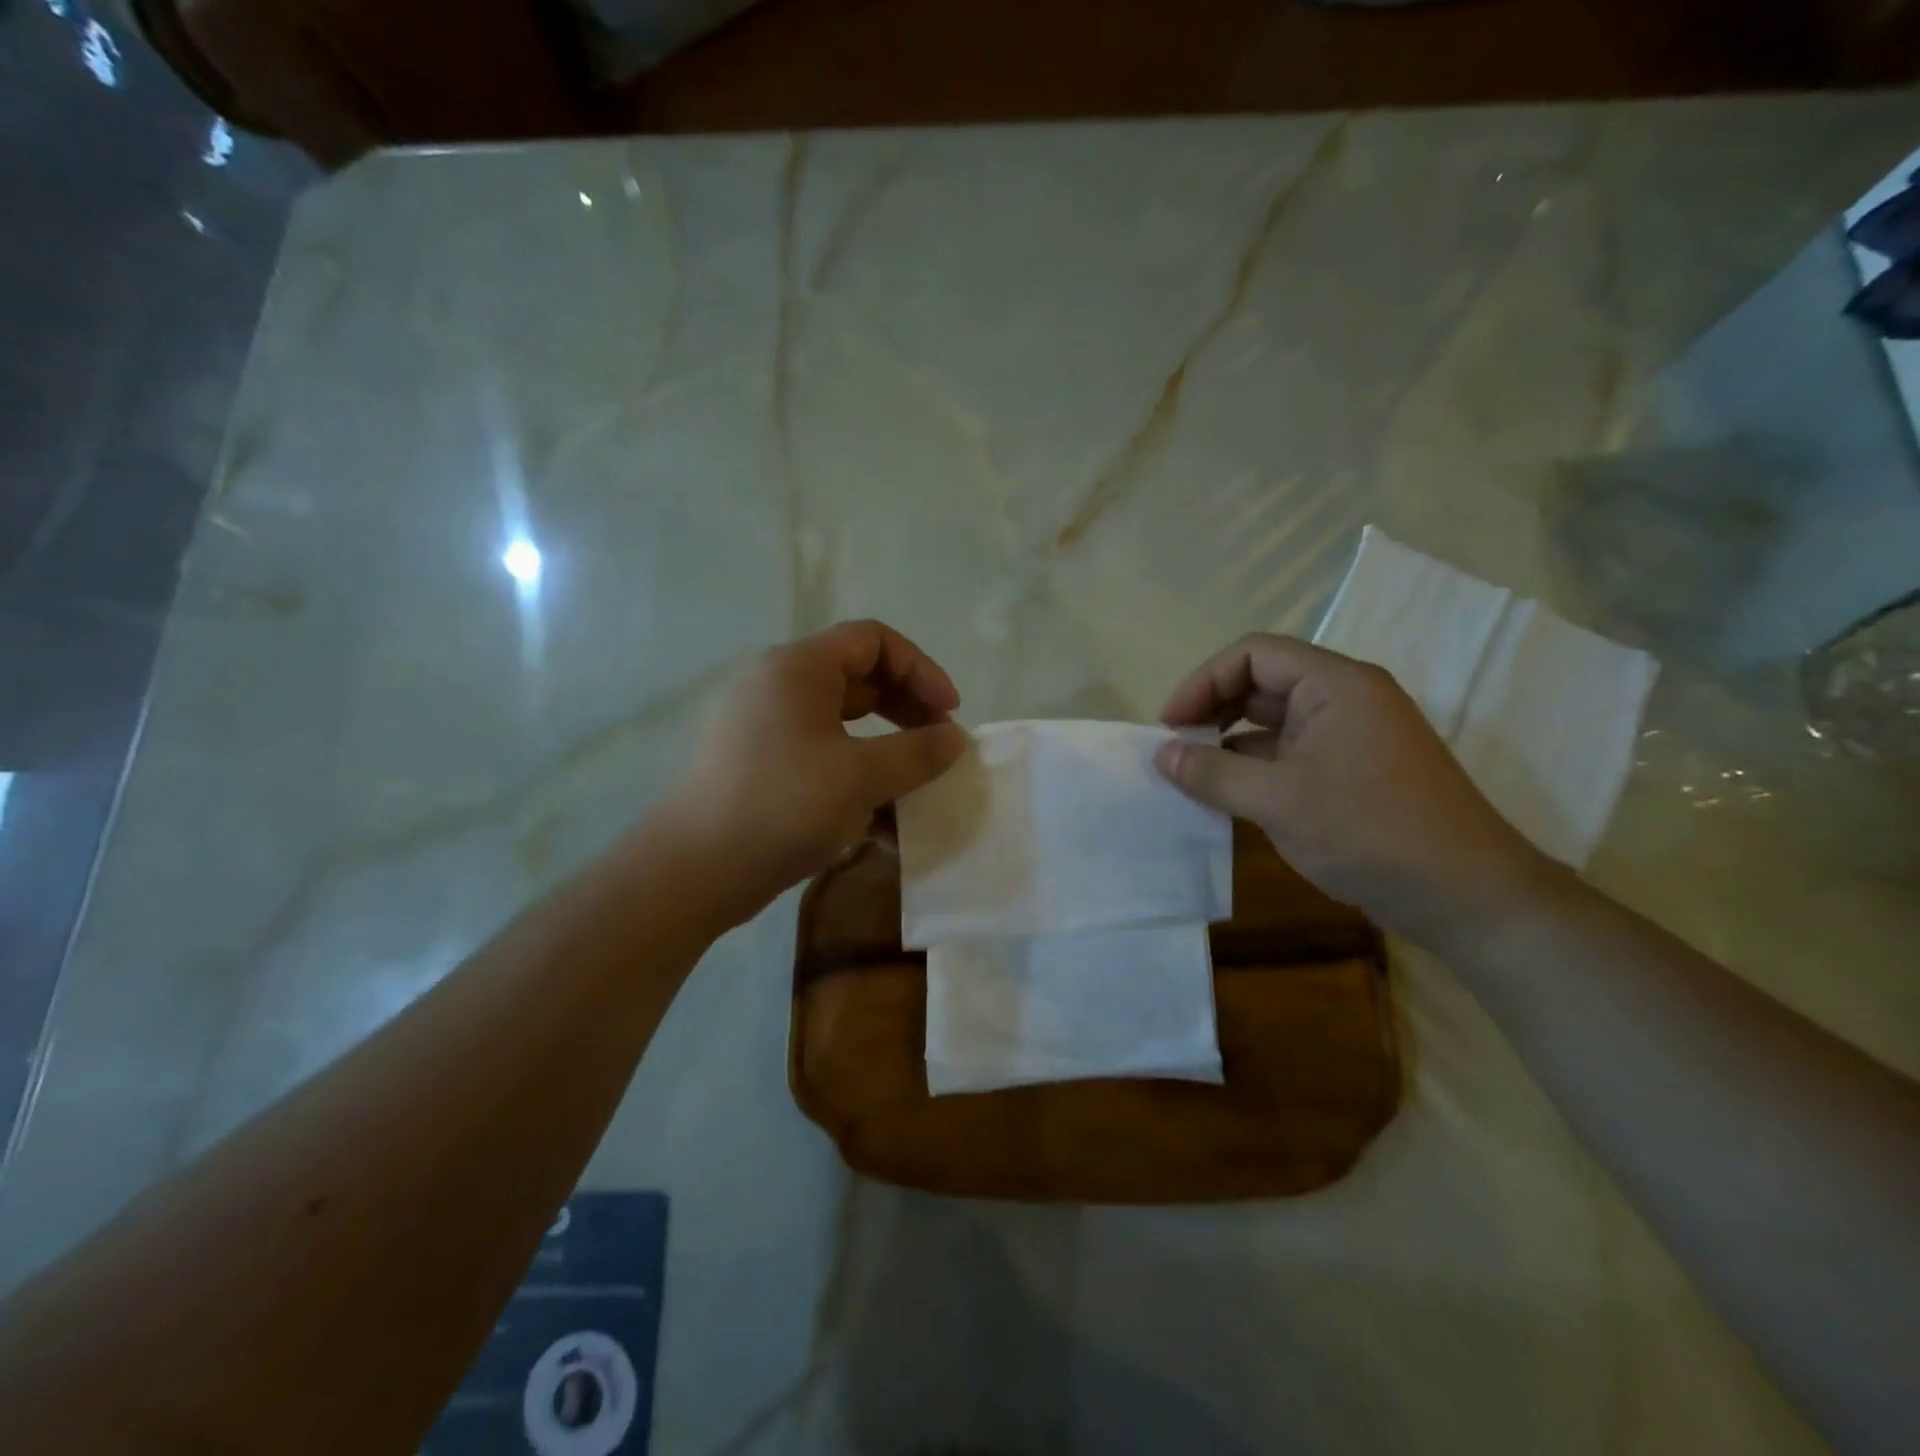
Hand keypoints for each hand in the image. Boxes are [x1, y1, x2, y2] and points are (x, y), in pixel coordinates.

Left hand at [661, 620, 968, 925]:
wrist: (694, 870)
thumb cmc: (782, 806)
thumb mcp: (861, 776)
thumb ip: (917, 753)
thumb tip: (955, 739)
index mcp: (798, 668)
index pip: (873, 640)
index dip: (921, 669)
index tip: (949, 713)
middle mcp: (779, 686)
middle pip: (860, 679)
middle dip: (908, 711)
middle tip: (939, 748)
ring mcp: (767, 727)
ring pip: (844, 724)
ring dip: (888, 749)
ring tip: (917, 786)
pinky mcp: (762, 766)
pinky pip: (823, 756)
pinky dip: (857, 776)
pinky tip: (883, 822)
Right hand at [1154, 634, 1551, 946]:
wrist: (1466, 896)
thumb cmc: (1371, 832)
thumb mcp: (1279, 801)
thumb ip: (1213, 773)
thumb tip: (1161, 756)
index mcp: (1336, 685)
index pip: (1253, 654)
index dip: (1203, 682)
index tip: (1169, 725)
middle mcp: (1344, 699)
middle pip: (1261, 683)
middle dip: (1212, 710)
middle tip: (1174, 749)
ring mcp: (1350, 737)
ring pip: (1272, 722)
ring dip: (1228, 742)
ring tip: (1190, 774)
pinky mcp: (1350, 772)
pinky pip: (1288, 754)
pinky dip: (1252, 768)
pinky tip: (1226, 795)